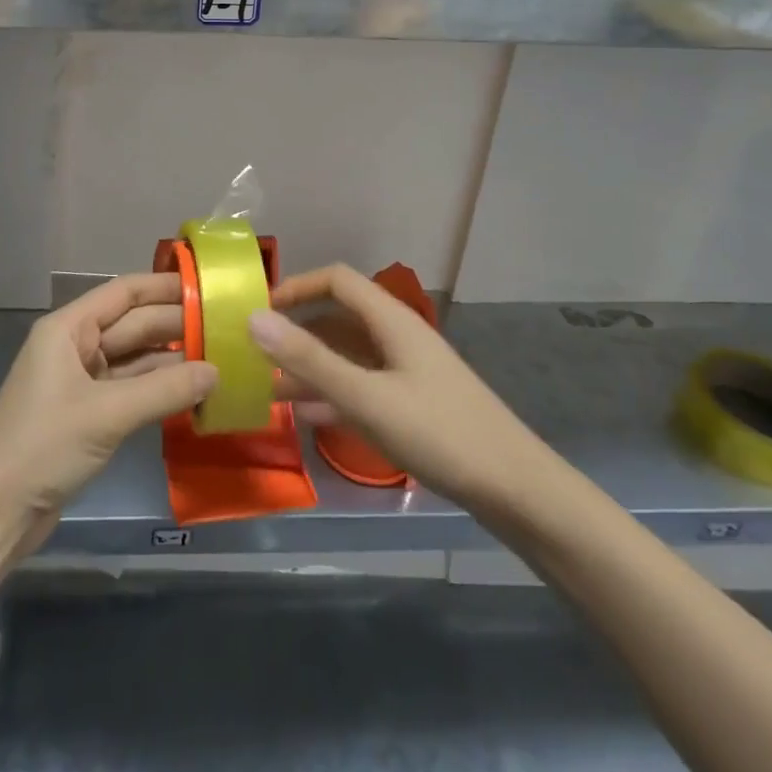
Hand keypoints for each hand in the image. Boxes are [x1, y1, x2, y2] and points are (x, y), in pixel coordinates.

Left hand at [0, 272, 216, 548]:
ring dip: (172, 360)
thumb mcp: (106, 414)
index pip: (124, 292)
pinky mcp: (88, 414)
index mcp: (69, 328)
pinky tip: (193, 392)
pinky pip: (131, 390)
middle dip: (176, 325)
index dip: (164, 287)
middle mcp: (75, 346)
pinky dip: (159, 390)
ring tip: (220, 356)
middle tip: (227, 327)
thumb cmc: (43, 445)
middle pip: (133, 325)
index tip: (207, 286)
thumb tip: (217, 371)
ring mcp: (82, 381)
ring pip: (135, 359)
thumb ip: (164, 390)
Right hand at [249, 264, 551, 513]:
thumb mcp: (367, 397)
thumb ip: (310, 359)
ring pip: (346, 357)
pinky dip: (330, 394)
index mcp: (390, 320)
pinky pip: (360, 387)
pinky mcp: (411, 404)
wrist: (517, 492)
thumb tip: (253, 318)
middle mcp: (396, 337)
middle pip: (337, 318)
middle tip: (254, 355)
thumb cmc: (440, 433)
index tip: (259, 311)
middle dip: (295, 332)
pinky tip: (304, 417)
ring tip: (267, 389)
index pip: (336, 280)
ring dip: (309, 367)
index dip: (296, 286)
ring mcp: (405, 372)